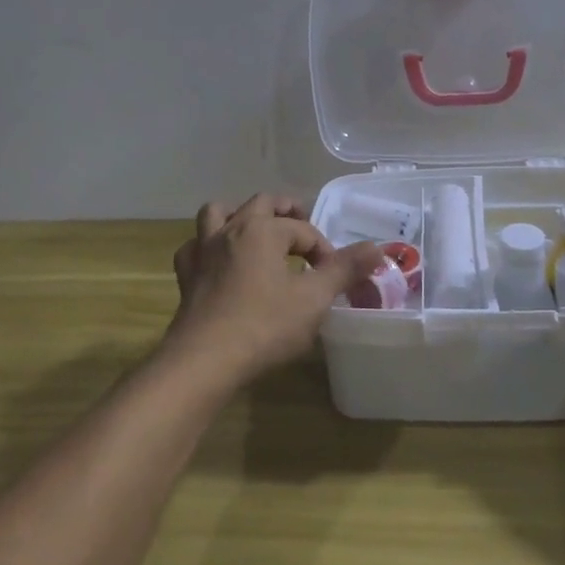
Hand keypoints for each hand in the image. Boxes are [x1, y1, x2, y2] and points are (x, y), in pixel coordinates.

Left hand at [165, 194, 384, 389]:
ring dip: (239, 216)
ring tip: (256, 232)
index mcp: (263, 230)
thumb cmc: (264, 326)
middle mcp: (231, 230)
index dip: (323, 250)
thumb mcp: (314, 299)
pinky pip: (195, 247)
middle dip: (286, 212)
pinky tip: (219, 262)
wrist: (204, 360)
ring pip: (218, 213)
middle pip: (261, 204)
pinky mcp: (187, 275)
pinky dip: (208, 246)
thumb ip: (345, 270)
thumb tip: (378, 248)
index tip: (334, 278)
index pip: (302, 229)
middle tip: (302, 228)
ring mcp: (203, 251)